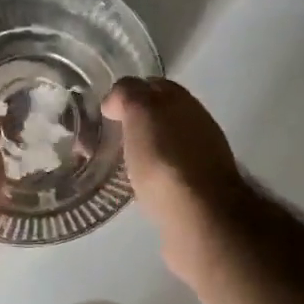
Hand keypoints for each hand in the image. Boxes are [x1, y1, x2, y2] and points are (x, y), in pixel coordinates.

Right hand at [103, 77, 254, 279]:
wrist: (197, 216)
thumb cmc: (165, 158)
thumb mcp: (141, 112)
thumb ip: (128, 95)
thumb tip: (115, 102)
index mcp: (185, 104)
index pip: (155, 86)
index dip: (130, 93)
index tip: (105, 109)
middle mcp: (197, 128)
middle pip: (161, 118)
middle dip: (135, 124)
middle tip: (103, 138)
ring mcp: (200, 164)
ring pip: (164, 148)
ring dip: (143, 153)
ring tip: (114, 165)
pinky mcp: (195, 196)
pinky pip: (167, 178)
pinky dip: (151, 178)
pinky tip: (135, 188)